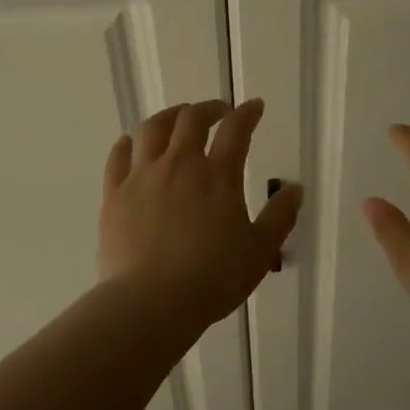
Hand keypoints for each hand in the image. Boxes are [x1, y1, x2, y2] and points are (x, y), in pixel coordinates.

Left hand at [99, 98, 303, 326]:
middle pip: (190, 119)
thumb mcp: (259, 251)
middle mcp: (179, 165)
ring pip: (152, 129)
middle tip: (218, 112)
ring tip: (177, 118)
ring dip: (169, 116)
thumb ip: (279, 217)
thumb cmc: (213, 279)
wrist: (151, 302)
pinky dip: (128, 143)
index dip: (247, 113)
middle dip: (208, 108)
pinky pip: (118, 156)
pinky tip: (131, 143)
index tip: (254, 106)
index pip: (236, 131)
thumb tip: (295, 189)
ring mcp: (142, 177)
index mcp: (218, 176)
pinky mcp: (114, 195)